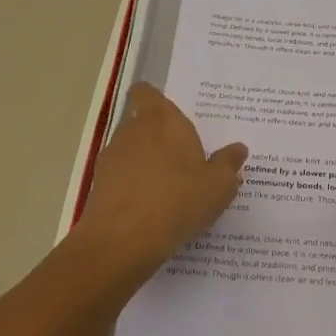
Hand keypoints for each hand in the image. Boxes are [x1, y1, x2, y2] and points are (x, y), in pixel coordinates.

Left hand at [76, 84, 246, 269]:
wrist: (122, 242)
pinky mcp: (98, 188)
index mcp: (162, 120)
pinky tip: (152, 212)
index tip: (172, 117)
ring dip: (147, 165)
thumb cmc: (178, 200)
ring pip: (131, 152)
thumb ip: (228, 164)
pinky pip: (121, 180)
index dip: (155, 101)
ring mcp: (111, 160)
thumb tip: (237, 149)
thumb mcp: (218, 186)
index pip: (146, 93)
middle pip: (143, 124)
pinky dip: (134, 189)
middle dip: (160, 138)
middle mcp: (132, 131)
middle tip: (186, 160)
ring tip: (170, 191)